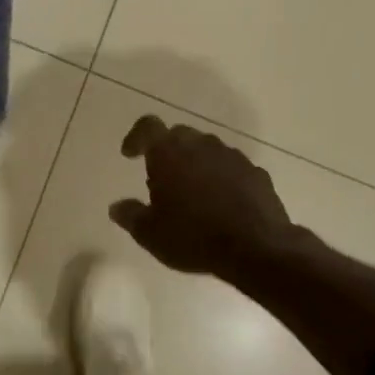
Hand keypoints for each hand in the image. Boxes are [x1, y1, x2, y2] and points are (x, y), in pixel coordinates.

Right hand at [109, 115, 293, 280]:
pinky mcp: (257, 173)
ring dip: (196, 163)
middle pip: (178, 135)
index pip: (148, 126)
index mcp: (169, 152)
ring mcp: (232, 157)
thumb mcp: (150, 234)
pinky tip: (221, 203)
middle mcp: (201, 145)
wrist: (257, 248)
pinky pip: (232, 168)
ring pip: (207, 150)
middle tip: (161, 179)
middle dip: (167, 151)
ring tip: (192, 193)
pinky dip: (222, 178)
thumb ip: (130, 215)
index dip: (136, 137)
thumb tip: (116, 207)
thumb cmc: (194, 237)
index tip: (129, 155)